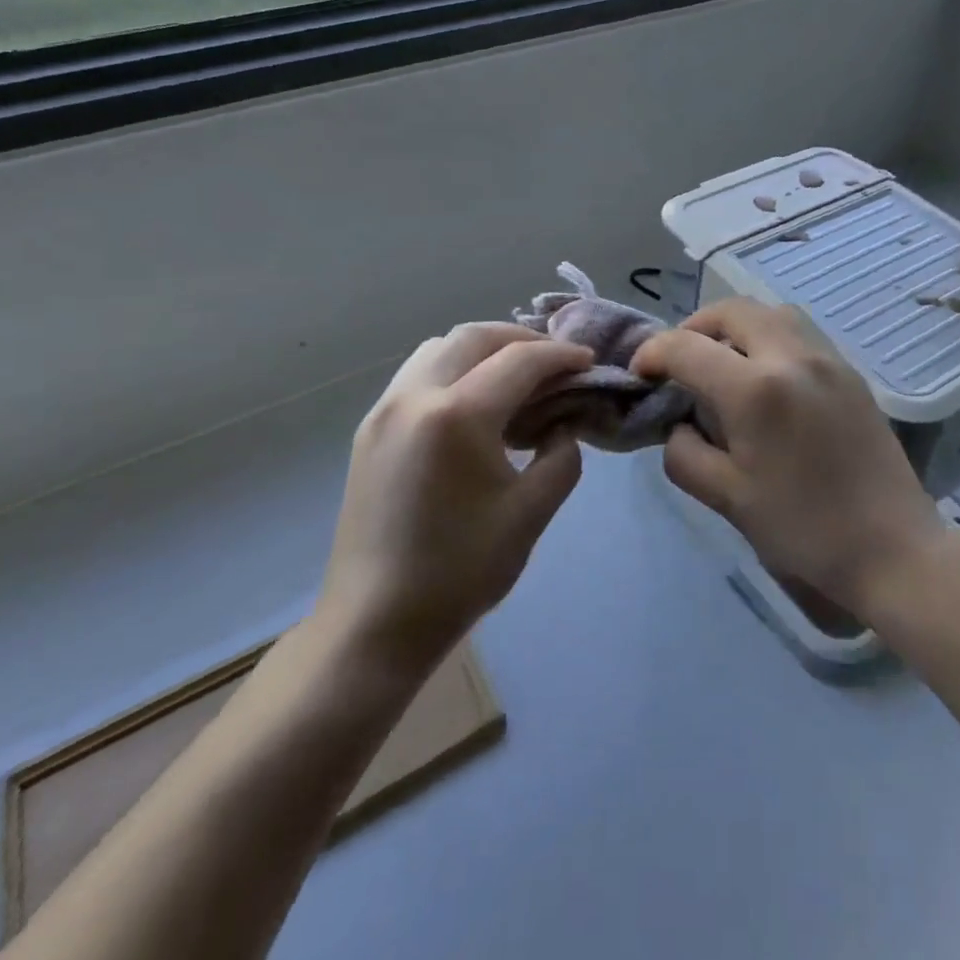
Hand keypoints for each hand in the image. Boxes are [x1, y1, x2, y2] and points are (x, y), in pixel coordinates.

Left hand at [318, 323, 593, 673]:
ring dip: (484, 350)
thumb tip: (564, 424)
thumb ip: (561, 455)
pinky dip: (454, 369)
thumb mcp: (531, 513)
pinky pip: (418, 374)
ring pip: (440, 348)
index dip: (561, 355)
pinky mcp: (370, 429)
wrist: (375, 623)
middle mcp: (414, 396)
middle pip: (474, 336)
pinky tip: (476, 405)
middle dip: (522, 339)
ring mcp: (384, 410)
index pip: (520, 360)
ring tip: (516, 378)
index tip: (589, 362)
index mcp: (456, 416)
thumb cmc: (460, 572)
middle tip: (555, 363)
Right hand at [632, 299, 941, 617]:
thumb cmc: (804, 530)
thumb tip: (678, 425)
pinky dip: (768, 338)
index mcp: (755, 389)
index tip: (640, 372)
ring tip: (722, 363)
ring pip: (769, 312)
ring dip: (735, 326)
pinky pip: (798, 333)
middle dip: (694, 327)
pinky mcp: (850, 372)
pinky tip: (765, 379)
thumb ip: (686, 454)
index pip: (687, 347)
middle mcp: (792, 356)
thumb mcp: (728, 499)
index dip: (653, 353)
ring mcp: (828, 359)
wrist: (892, 549)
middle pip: (731, 310)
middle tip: (680, 362)